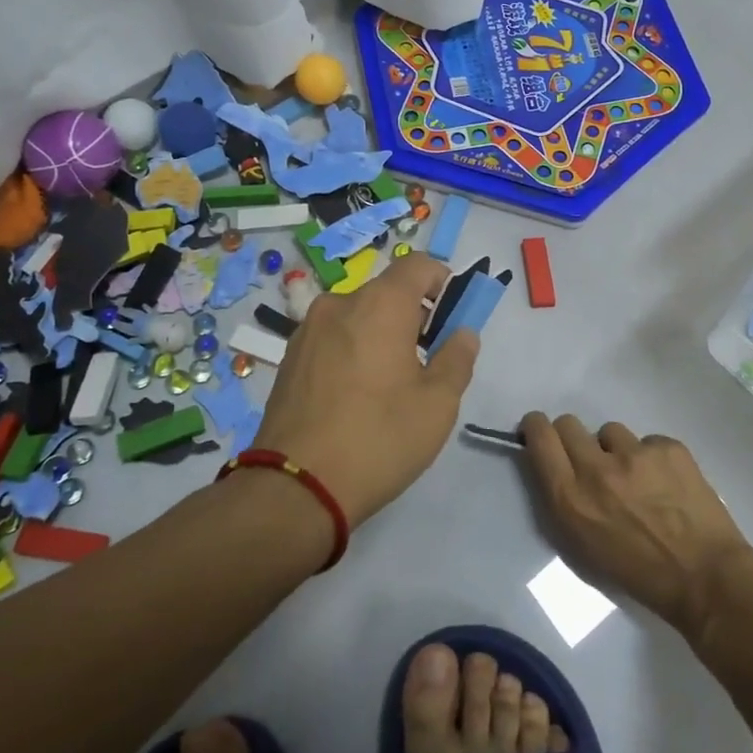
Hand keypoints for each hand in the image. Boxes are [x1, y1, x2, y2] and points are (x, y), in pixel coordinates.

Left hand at [252, 253, 478, 526]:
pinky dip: (352, 350)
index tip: (451, 318)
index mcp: (379, 304)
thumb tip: (462, 333)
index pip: (418, 264)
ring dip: (380, 334)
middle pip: (386, 292)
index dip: (442, 282)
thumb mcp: (438, 404)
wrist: (295, 488)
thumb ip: (457, 358)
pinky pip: (333, 338)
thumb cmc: (379, 438)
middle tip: (426, 361)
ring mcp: (308, 330)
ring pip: (357, 316)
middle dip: (412, 316)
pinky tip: (355, 396)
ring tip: (387, 385)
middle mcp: (339, 304)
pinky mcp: (289, 358)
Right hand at [522, 413, 752, 636]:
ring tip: (638, 479)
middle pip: (568, 423)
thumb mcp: (582, 544)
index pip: (540, 436)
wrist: (705, 578)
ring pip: (610, 431)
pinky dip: (652, 458)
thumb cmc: (638, 573)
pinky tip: (667, 484)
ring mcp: (635, 453)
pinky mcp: (668, 447)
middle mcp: (597, 468)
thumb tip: (556, 465)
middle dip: (573, 438)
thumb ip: (564, 498)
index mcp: (571, 498)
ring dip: (616, 450)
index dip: (535, 428)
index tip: (539, 432)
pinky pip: (647, 441)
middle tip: (591, 460)